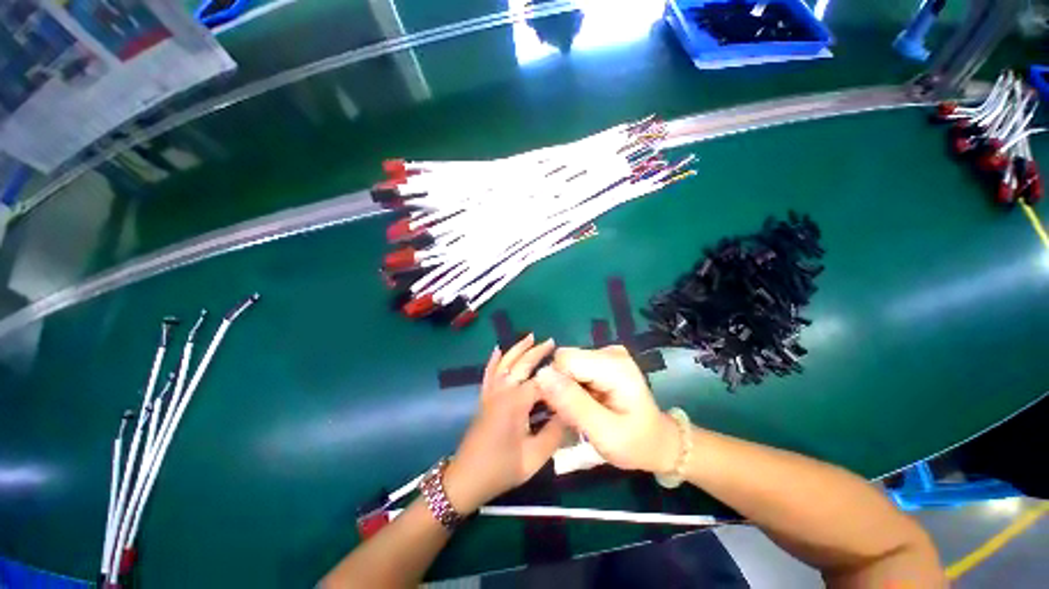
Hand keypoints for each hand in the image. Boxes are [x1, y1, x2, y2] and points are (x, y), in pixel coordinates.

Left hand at [444, 335, 566, 514]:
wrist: (466, 479)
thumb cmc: (502, 469)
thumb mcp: (535, 457)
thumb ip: (555, 432)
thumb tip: (572, 412)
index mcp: (516, 402)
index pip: (541, 382)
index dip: (557, 377)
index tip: (572, 373)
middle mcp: (503, 391)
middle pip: (522, 364)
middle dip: (537, 351)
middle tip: (552, 341)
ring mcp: (491, 392)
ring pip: (505, 363)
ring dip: (518, 349)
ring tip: (530, 336)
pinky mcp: (484, 398)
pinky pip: (489, 373)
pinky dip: (494, 360)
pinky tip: (498, 350)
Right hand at [534, 345, 677, 473]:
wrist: (658, 441)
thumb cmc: (635, 443)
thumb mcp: (603, 433)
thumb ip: (572, 404)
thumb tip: (541, 374)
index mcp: (614, 366)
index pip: (564, 361)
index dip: (557, 385)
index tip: (566, 410)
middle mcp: (610, 352)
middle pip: (565, 360)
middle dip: (562, 387)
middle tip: (576, 414)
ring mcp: (607, 353)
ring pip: (567, 364)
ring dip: (568, 388)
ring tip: (584, 409)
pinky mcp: (603, 359)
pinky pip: (575, 367)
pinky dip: (575, 386)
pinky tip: (587, 401)